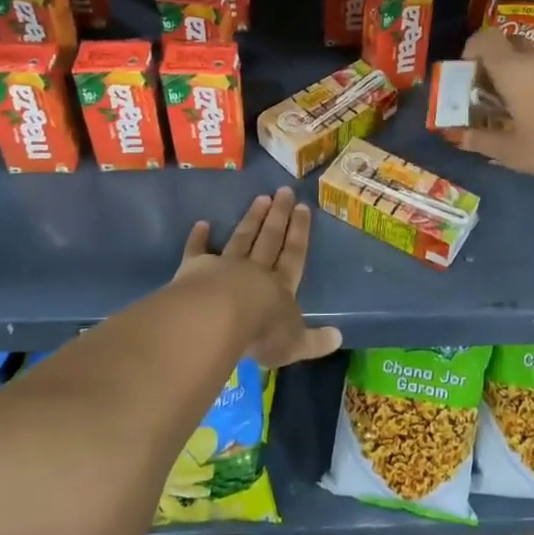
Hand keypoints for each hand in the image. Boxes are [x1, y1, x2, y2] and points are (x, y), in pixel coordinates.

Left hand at [175, 188, 341, 368]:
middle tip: (284, 191)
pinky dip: (199, 237)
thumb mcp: (294, 343)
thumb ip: (315, 341)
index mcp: (281, 286)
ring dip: (252, 219)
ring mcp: (224, 266)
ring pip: (242, 238)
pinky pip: (197, 250)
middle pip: (270, 238)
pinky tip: (201, 224)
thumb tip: (339, 338)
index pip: (294, 254)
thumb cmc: (261, 332)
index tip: (303, 207)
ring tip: (260, 198)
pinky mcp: (195, 268)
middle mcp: (255, 270)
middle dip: (278, 215)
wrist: (217, 319)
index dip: (300, 231)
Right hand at [457, 26, 533, 181]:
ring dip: (529, 76)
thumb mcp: (511, 152)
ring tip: (529, 108)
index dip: (473, 50)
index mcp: (513, 69)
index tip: (470, 73)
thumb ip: (483, 141)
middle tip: (498, 92)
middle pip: (513, 46)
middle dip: (501, 63)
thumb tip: (463, 138)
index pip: (485, 39)